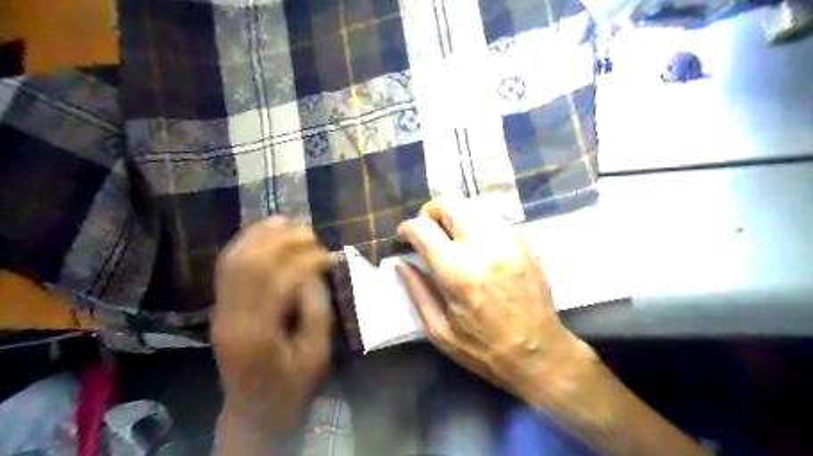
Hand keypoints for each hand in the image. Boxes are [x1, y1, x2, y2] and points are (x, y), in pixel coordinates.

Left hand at [213, 218, 334, 436]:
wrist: (253, 413)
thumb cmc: (291, 388)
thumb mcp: (316, 354)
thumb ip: (316, 309)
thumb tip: (314, 271)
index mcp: (258, 333)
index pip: (280, 280)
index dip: (307, 260)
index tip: (329, 254)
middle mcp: (231, 317)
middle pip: (252, 263)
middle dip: (283, 241)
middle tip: (311, 233)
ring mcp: (220, 311)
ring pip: (234, 260)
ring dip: (261, 236)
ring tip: (287, 222)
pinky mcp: (220, 308)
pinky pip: (227, 268)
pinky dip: (245, 245)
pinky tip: (264, 233)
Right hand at [394, 200, 592, 406]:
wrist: (538, 352)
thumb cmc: (483, 348)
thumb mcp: (439, 329)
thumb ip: (417, 291)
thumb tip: (401, 263)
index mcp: (456, 270)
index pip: (422, 228)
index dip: (406, 229)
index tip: (403, 238)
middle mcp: (482, 246)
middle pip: (449, 204)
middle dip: (430, 213)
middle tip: (427, 233)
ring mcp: (507, 240)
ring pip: (472, 205)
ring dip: (454, 216)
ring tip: (450, 237)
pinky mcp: (523, 242)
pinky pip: (493, 217)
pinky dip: (476, 223)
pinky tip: (475, 243)